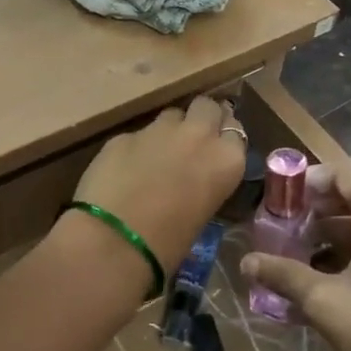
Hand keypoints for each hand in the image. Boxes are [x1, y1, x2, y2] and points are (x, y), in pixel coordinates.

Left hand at [68, 97, 246, 280]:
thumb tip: (194, 180)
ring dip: (169, 130)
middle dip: (201, 118)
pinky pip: (138, 134)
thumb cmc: (168, 244)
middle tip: (192, 141)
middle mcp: (197, 136)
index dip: (223, 137)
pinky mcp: (124, 135)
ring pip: (171, 115)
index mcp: (226, 160)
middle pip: (207, 106)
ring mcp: (158, 130)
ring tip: (158, 155)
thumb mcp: (203, 214)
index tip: (216, 149)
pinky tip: (125, 169)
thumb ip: (205, 183)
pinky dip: (136, 147)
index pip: (235, 131)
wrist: (115, 241)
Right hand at [241, 158, 350, 350]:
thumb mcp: (326, 303)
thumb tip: (246, 262)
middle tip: (287, 228)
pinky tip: (334, 279)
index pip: (348, 173)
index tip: (284, 198)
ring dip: (338, 233)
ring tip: (303, 256)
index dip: (312, 179)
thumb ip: (284, 275)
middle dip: (320, 209)